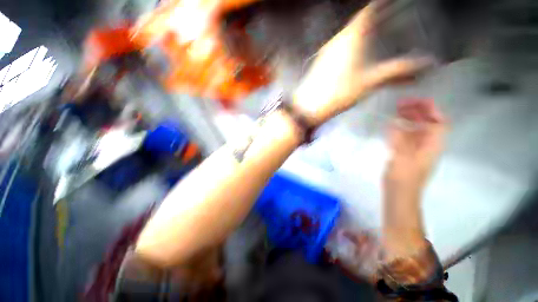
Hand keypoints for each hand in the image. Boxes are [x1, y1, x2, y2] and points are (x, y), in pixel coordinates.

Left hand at [293, 2, 434, 125]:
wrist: (309, 106)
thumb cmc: (338, 93)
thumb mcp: (369, 82)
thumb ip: (396, 71)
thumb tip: (424, 65)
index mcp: (350, 36)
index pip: (368, 10)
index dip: (379, 4)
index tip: (389, 1)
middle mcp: (337, 39)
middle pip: (358, 22)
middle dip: (374, 17)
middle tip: (389, 16)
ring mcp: (327, 52)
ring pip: (348, 36)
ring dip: (362, 33)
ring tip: (376, 33)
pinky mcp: (321, 63)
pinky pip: (339, 48)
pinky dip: (351, 47)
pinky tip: (355, 54)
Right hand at [385, 99, 446, 190]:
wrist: (400, 194)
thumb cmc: (404, 178)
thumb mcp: (402, 157)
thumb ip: (399, 138)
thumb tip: (395, 121)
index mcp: (432, 146)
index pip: (438, 123)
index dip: (431, 111)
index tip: (418, 101)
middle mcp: (427, 146)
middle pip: (427, 125)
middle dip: (417, 113)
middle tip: (402, 104)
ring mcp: (416, 150)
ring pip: (416, 131)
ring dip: (408, 120)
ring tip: (396, 111)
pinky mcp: (407, 154)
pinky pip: (407, 138)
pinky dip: (401, 130)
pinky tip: (392, 126)